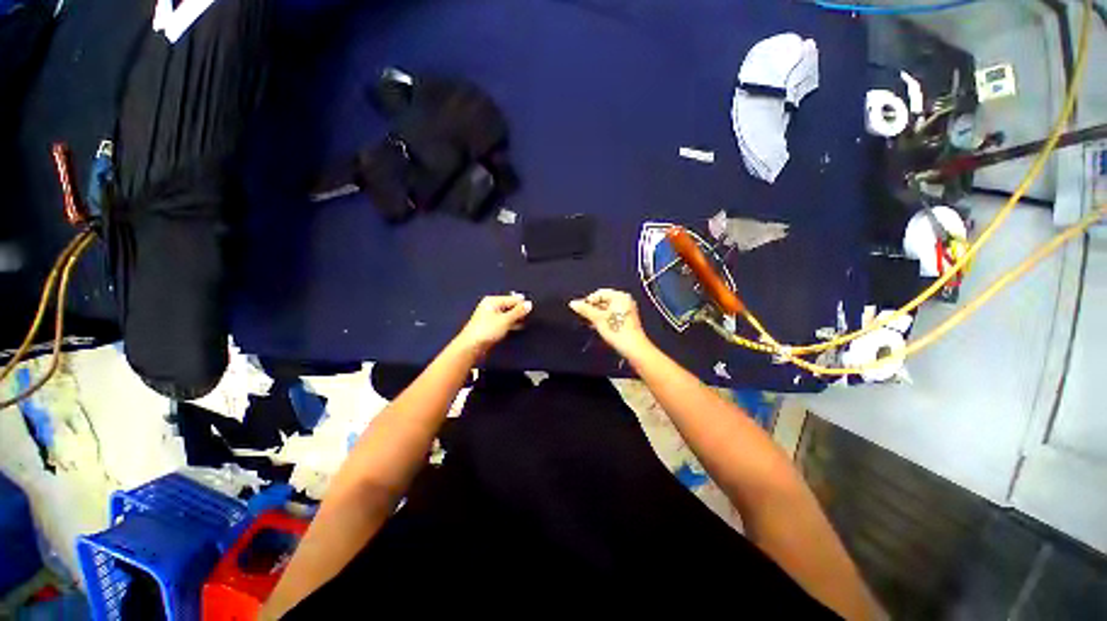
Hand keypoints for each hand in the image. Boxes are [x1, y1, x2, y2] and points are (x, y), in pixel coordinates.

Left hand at [455, 293, 532, 354]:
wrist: (471, 346)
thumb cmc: (488, 330)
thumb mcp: (505, 320)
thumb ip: (518, 311)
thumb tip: (529, 304)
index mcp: (493, 301)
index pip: (512, 299)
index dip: (522, 304)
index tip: (533, 310)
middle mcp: (491, 306)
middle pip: (509, 305)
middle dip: (519, 311)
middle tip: (531, 316)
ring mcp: (490, 316)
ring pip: (507, 314)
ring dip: (516, 318)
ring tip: (527, 322)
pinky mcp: (491, 326)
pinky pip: (504, 321)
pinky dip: (511, 323)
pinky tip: (519, 327)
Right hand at [569, 289, 651, 357]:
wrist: (634, 348)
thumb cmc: (617, 330)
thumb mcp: (597, 319)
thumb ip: (585, 309)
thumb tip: (572, 303)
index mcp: (620, 296)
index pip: (599, 293)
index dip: (588, 301)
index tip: (581, 310)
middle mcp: (625, 300)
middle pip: (603, 301)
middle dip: (593, 309)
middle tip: (584, 317)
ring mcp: (627, 310)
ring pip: (607, 309)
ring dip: (597, 315)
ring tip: (590, 323)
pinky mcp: (627, 320)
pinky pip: (612, 315)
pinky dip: (604, 320)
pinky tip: (598, 327)